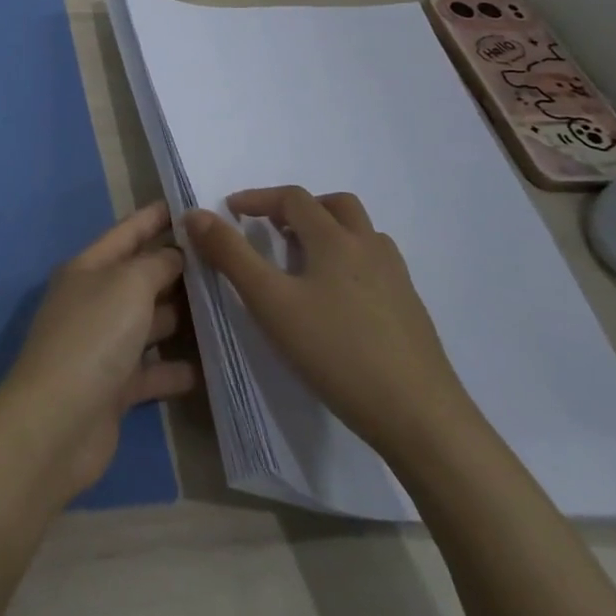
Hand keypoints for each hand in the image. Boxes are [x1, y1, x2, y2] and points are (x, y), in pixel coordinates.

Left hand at [0, 202, 196, 507]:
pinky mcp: (115, 387)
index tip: (187, 204)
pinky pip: (152, 370)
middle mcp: (93, 301)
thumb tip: (173, 254)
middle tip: (224, 258)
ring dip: (182, 318)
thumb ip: (155, 264)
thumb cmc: (93, 336)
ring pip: (149, 323)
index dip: (153, 217)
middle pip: (140, 277)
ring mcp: (103, 345)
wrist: (58, 421)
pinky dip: (177, 368)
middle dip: (177, 267)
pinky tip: (213, 365)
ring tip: (228, 307)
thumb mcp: (128, 285)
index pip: (125, 233)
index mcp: (88, 269)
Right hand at [184, 187, 480, 464]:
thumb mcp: (270, 302)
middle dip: (300, 208)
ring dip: (328, 232)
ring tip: (302, 261)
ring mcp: (397, 278)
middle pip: (335, 206)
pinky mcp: (411, 309)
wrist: (420, 416)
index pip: (293, 198)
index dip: (257, 198)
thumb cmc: (335, 352)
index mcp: (335, 240)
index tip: (230, 211)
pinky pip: (376, 264)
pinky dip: (349, 260)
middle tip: (272, 229)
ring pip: (361, 234)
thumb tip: (196, 214)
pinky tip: (336, 299)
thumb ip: (231, 255)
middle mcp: (370, 248)